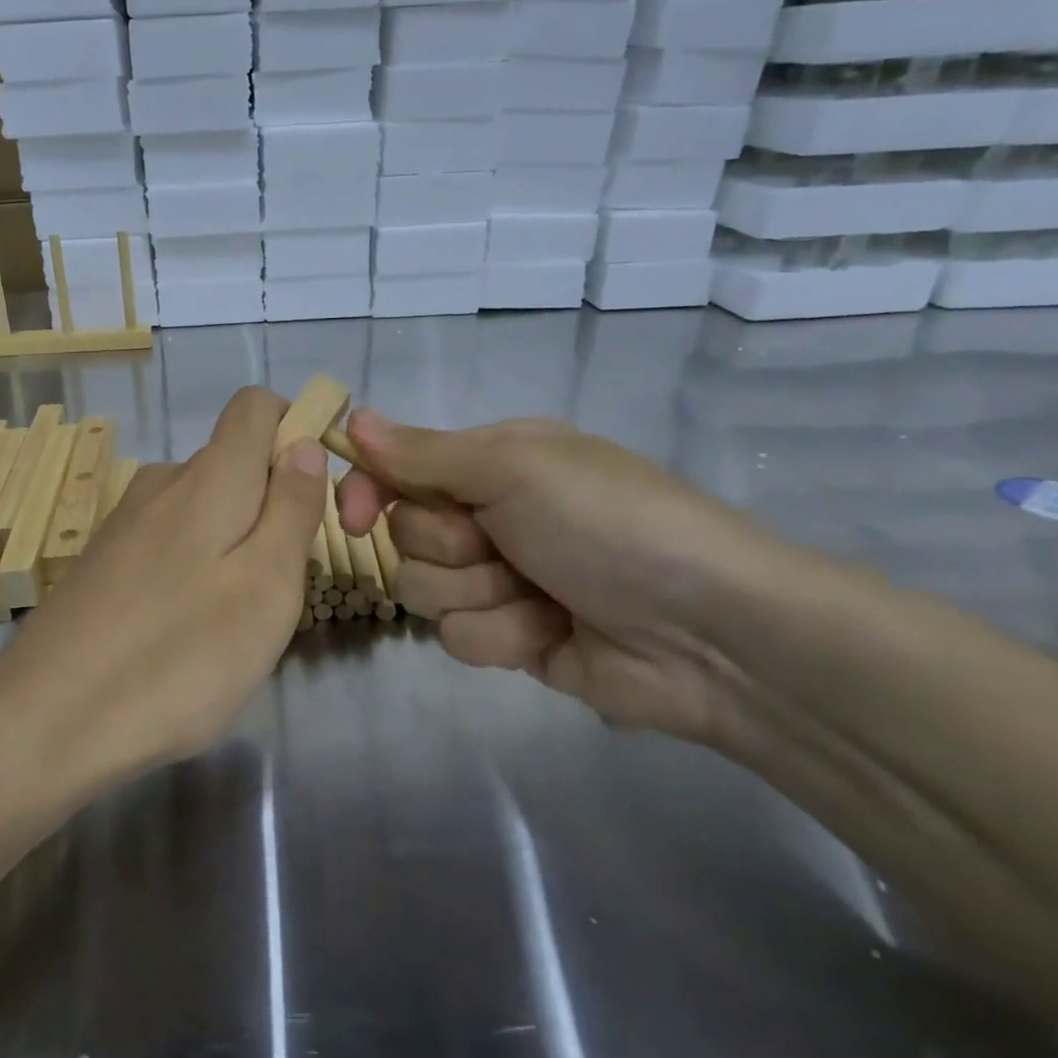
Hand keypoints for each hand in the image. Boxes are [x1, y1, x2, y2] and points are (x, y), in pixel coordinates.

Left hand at [0, 388, 326, 784]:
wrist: (45, 721)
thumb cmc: (179, 656)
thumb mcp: (266, 586)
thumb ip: (292, 508)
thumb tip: (303, 442)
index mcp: (209, 477)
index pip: (256, 405)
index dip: (295, 430)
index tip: (313, 496)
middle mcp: (162, 482)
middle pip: (235, 463)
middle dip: (271, 507)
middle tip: (278, 587)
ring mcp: (126, 522)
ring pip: (204, 508)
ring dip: (234, 545)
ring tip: (232, 620)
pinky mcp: (103, 561)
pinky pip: (170, 542)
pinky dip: (194, 570)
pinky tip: (182, 633)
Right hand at [335, 410, 803, 743]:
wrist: (705, 632)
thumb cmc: (608, 523)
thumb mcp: (515, 467)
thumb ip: (424, 452)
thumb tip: (352, 420)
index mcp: (491, 461)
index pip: (396, 469)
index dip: (366, 491)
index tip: (351, 518)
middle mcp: (488, 515)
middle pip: (405, 534)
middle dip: (450, 546)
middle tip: (505, 544)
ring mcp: (498, 579)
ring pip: (425, 590)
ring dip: (481, 593)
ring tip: (541, 594)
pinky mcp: (509, 637)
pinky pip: (460, 638)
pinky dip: (504, 634)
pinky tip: (551, 631)